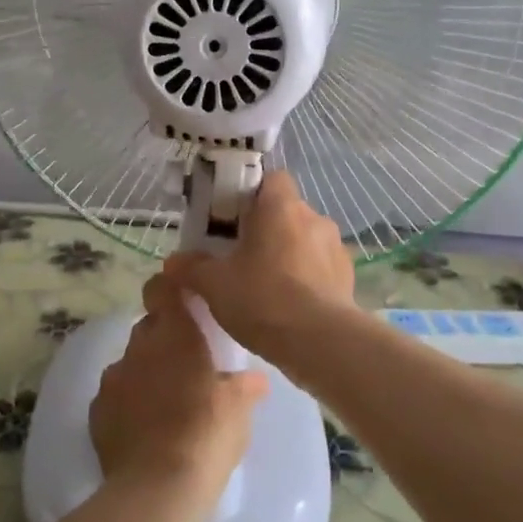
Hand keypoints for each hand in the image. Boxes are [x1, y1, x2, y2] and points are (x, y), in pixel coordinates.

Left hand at [90, 266, 268, 521]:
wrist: (156, 489)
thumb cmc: (206, 435)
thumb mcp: (239, 409)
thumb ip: (244, 386)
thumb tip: (254, 379)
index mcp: (176, 334)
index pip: (162, 288)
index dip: (169, 288)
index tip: (182, 299)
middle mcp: (139, 347)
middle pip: (149, 327)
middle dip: (164, 338)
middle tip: (187, 363)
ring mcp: (113, 379)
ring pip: (130, 362)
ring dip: (146, 372)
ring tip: (166, 402)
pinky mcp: (96, 413)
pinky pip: (115, 396)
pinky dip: (128, 403)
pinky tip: (145, 428)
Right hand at [164, 170, 357, 368]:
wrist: (320, 342)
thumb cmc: (263, 299)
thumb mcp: (214, 285)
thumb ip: (192, 268)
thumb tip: (173, 261)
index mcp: (281, 207)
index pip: (271, 179)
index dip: (252, 194)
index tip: (234, 218)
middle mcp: (313, 218)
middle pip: (287, 211)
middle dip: (267, 229)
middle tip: (242, 256)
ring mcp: (335, 247)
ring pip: (306, 239)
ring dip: (289, 253)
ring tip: (268, 285)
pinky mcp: (348, 276)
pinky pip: (322, 266)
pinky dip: (308, 277)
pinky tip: (292, 304)